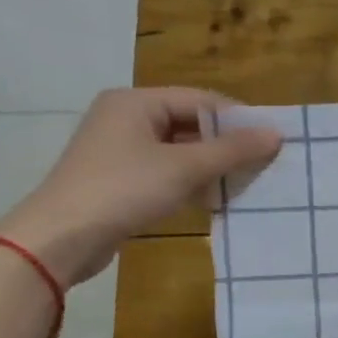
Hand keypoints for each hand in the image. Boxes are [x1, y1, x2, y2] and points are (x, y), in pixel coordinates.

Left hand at [0, 88, 281, 285]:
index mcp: (136, 102)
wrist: (60, 238)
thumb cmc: (124, 190)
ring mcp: (119, 150)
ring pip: (179, 151)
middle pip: (190, 124)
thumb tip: (276, 134)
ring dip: (210, 167)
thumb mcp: (184, 168)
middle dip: (226, 146)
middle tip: (262, 165)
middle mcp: (126, 118)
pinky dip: (190, 183)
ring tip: (244, 185)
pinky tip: (212, 201)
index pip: (201, 99)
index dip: (238, 119)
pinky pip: (165, 172)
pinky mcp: (118, 180)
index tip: (272, 141)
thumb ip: (232, 151)